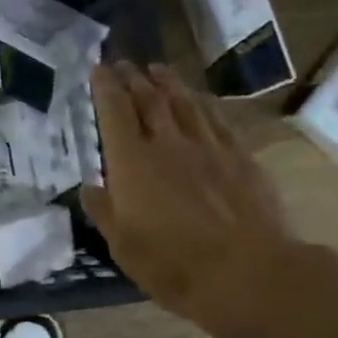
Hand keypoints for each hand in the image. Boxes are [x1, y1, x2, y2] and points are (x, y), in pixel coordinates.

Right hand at [83, 62, 334, 337]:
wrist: (247, 272)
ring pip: (184, 102)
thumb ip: (105, 212)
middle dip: (133, 78)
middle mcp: (168, 143)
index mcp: (132, 163)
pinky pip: (217, 119)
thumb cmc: (173, 265)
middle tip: (124, 64)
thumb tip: (90, 187)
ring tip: (157, 69)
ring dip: (168, 82)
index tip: (97, 68)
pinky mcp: (240, 157)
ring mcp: (208, 146)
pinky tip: (200, 100)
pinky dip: (202, 103)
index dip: (104, 87)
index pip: (114, 111)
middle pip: (149, 98)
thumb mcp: (124, 247)